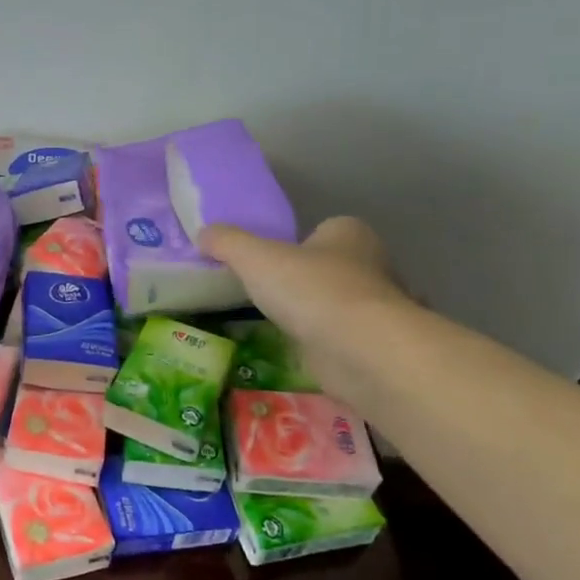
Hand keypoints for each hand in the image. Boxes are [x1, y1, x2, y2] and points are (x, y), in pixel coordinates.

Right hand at [199, 217, 408, 353]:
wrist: (360, 350)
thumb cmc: (311, 290)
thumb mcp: (255, 258)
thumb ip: (227, 242)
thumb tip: (204, 233)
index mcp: (349, 233)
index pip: (323, 229)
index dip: (297, 242)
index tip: (270, 260)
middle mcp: (371, 264)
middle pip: (330, 266)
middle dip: (305, 278)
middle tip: (268, 291)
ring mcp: (376, 307)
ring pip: (338, 302)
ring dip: (315, 312)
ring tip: (279, 322)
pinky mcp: (373, 343)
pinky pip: (341, 336)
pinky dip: (324, 341)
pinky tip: (300, 349)